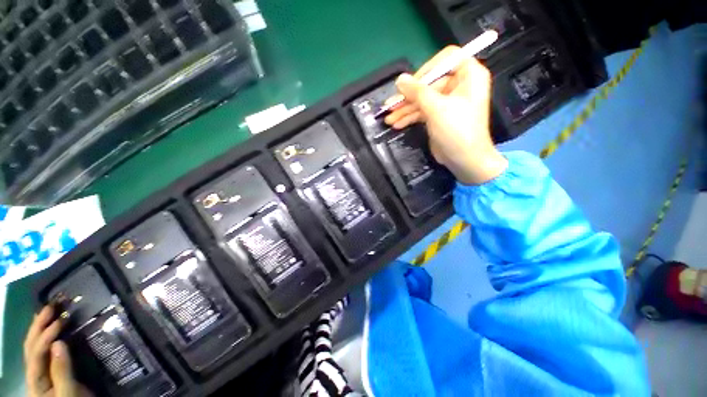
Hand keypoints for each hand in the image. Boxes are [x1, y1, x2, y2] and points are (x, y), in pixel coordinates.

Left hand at [24, 306, 92, 396]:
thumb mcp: (69, 392)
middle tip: (51, 306)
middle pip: (31, 346)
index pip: (36, 353)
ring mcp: (40, 371)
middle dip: (39, 325)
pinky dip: (45, 335)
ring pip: (35, 346)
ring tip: (49, 311)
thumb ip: (62, 372)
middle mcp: (33, 373)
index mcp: (36, 380)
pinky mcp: (48, 369)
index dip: (46, 336)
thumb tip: (59, 343)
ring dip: (40, 326)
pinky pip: (43, 349)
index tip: (60, 320)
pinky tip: (49, 326)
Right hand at [384, 46, 507, 184]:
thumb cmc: (457, 131)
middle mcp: (459, 86)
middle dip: (409, 96)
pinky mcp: (439, 116)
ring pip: (423, 100)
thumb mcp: (436, 108)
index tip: (411, 84)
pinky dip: (410, 117)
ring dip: (405, 109)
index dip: (427, 69)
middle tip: (390, 105)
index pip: (446, 59)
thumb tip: (399, 79)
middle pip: (429, 83)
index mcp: (468, 75)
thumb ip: (417, 92)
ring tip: (389, 119)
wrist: (464, 160)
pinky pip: (422, 112)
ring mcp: (447, 102)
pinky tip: (397, 124)